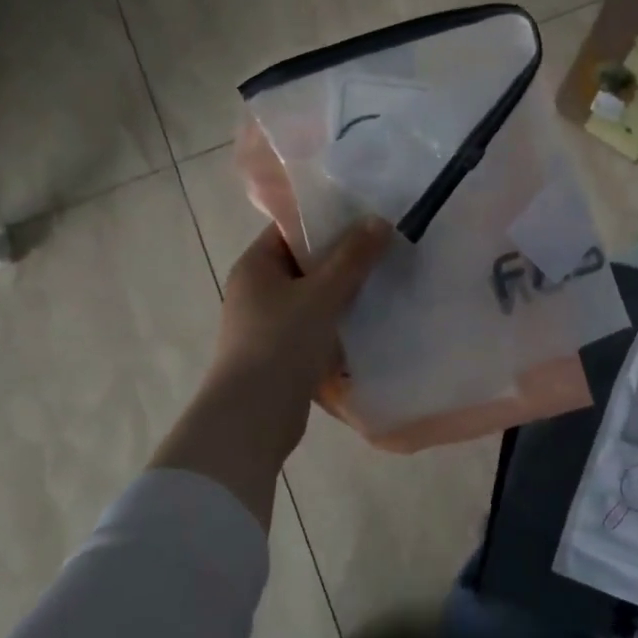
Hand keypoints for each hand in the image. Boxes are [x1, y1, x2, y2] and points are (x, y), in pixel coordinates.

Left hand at [150, 218, 392, 523]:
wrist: (252, 419)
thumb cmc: (281, 343)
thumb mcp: (322, 293)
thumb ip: (353, 256)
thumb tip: (379, 220)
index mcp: (256, 266)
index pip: (293, 229)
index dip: (328, 220)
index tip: (367, 217)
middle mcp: (257, 290)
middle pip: (306, 261)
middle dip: (344, 257)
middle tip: (385, 248)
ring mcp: (266, 323)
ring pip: (313, 295)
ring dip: (344, 291)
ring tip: (385, 281)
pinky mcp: (280, 353)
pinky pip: (314, 325)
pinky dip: (338, 321)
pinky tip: (369, 320)